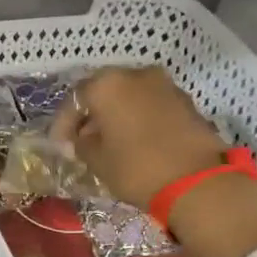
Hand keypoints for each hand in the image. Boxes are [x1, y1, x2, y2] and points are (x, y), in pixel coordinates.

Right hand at [52, 65, 228, 210]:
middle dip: (90, 116)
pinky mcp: (185, 101)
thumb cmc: (136, 167)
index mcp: (107, 84)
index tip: (60, 146)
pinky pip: (150, 105)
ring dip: (115, 116)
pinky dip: (137, 119)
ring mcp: (164, 85)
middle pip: (103, 92)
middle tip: (82, 141)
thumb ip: (82, 143)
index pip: (74, 99)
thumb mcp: (96, 160)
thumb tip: (82, 138)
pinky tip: (133, 142)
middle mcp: (135, 74)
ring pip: (129, 97)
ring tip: (108, 143)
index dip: (63, 124)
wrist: (196, 181)